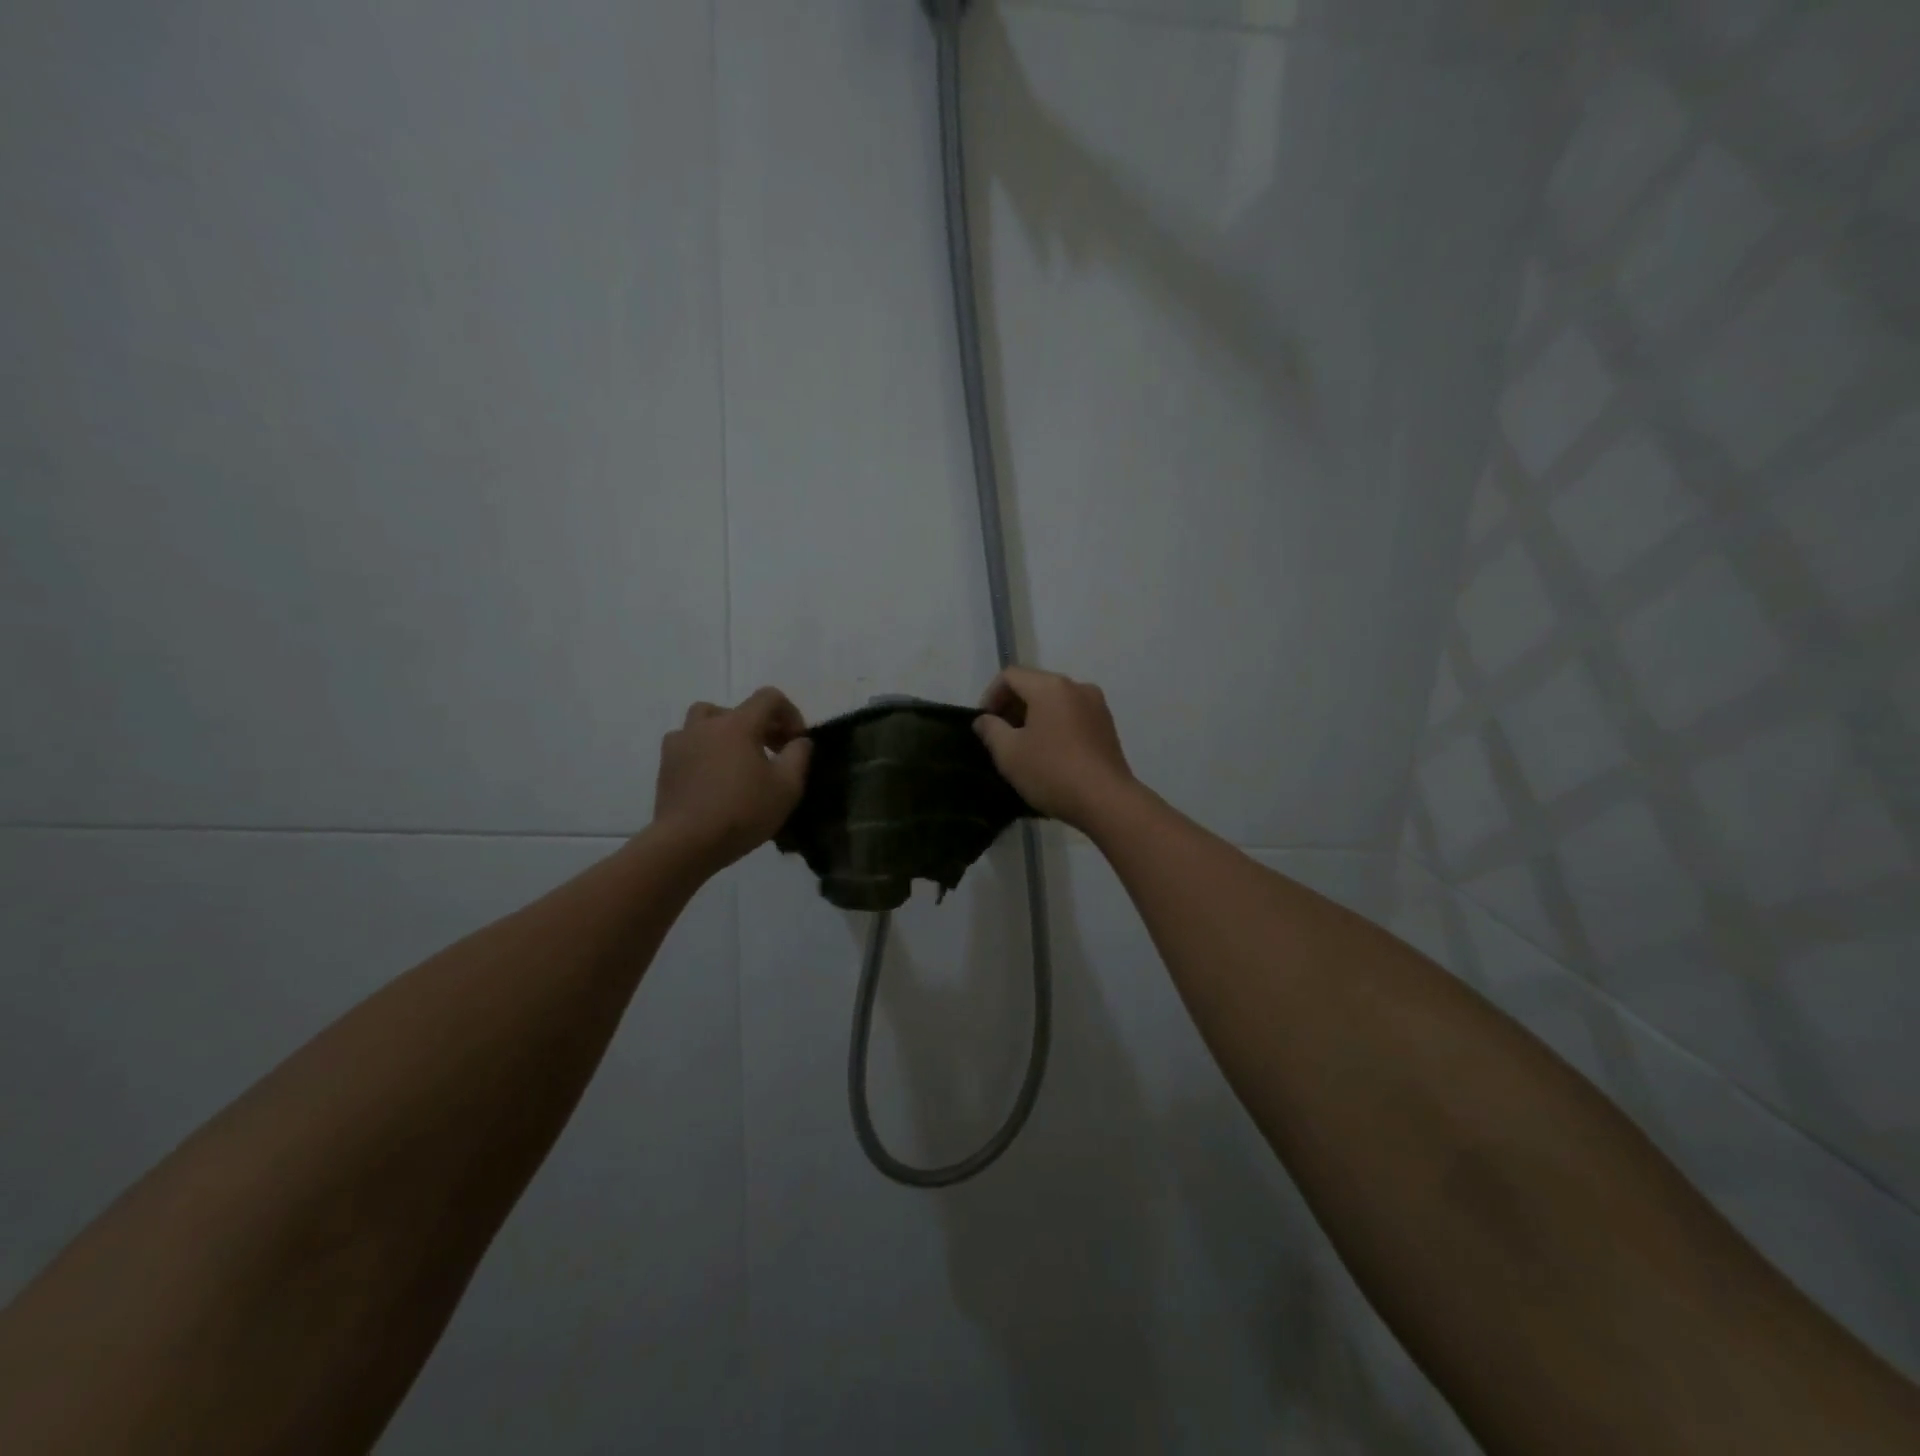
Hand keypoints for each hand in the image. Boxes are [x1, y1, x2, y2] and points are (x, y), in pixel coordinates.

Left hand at [650, 687, 811, 873]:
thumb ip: (799, 755)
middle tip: (773, 753)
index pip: (769, 698)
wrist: (687, 843)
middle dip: (761, 725)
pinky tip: (712, 775)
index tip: (796, 741)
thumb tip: (799, 741)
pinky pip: (687, 743)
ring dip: (726, 732)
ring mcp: (681, 742)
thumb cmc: (743, 812)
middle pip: (738, 709)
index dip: (790, 713)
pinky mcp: (666, 764)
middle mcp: (707, 724)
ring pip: (706, 721)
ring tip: (737, 758)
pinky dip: (703, 750)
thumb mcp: (787, 787)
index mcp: (738, 724)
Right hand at [974, 667, 1135, 829]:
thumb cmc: (1052, 772)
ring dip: (1034, 717)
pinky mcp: (1107, 725)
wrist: (1107, 801)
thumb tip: (984, 720)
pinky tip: (1049, 752)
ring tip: (1023, 746)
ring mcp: (1096, 705)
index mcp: (1050, 686)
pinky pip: (1072, 715)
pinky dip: (1055, 725)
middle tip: (1000, 736)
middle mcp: (1076, 686)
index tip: (984, 724)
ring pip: (1055, 701)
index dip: (990, 696)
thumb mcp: (1009, 753)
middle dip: (1012, 706)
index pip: (1010, 676)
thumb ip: (990, 730)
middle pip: (1034, 685)